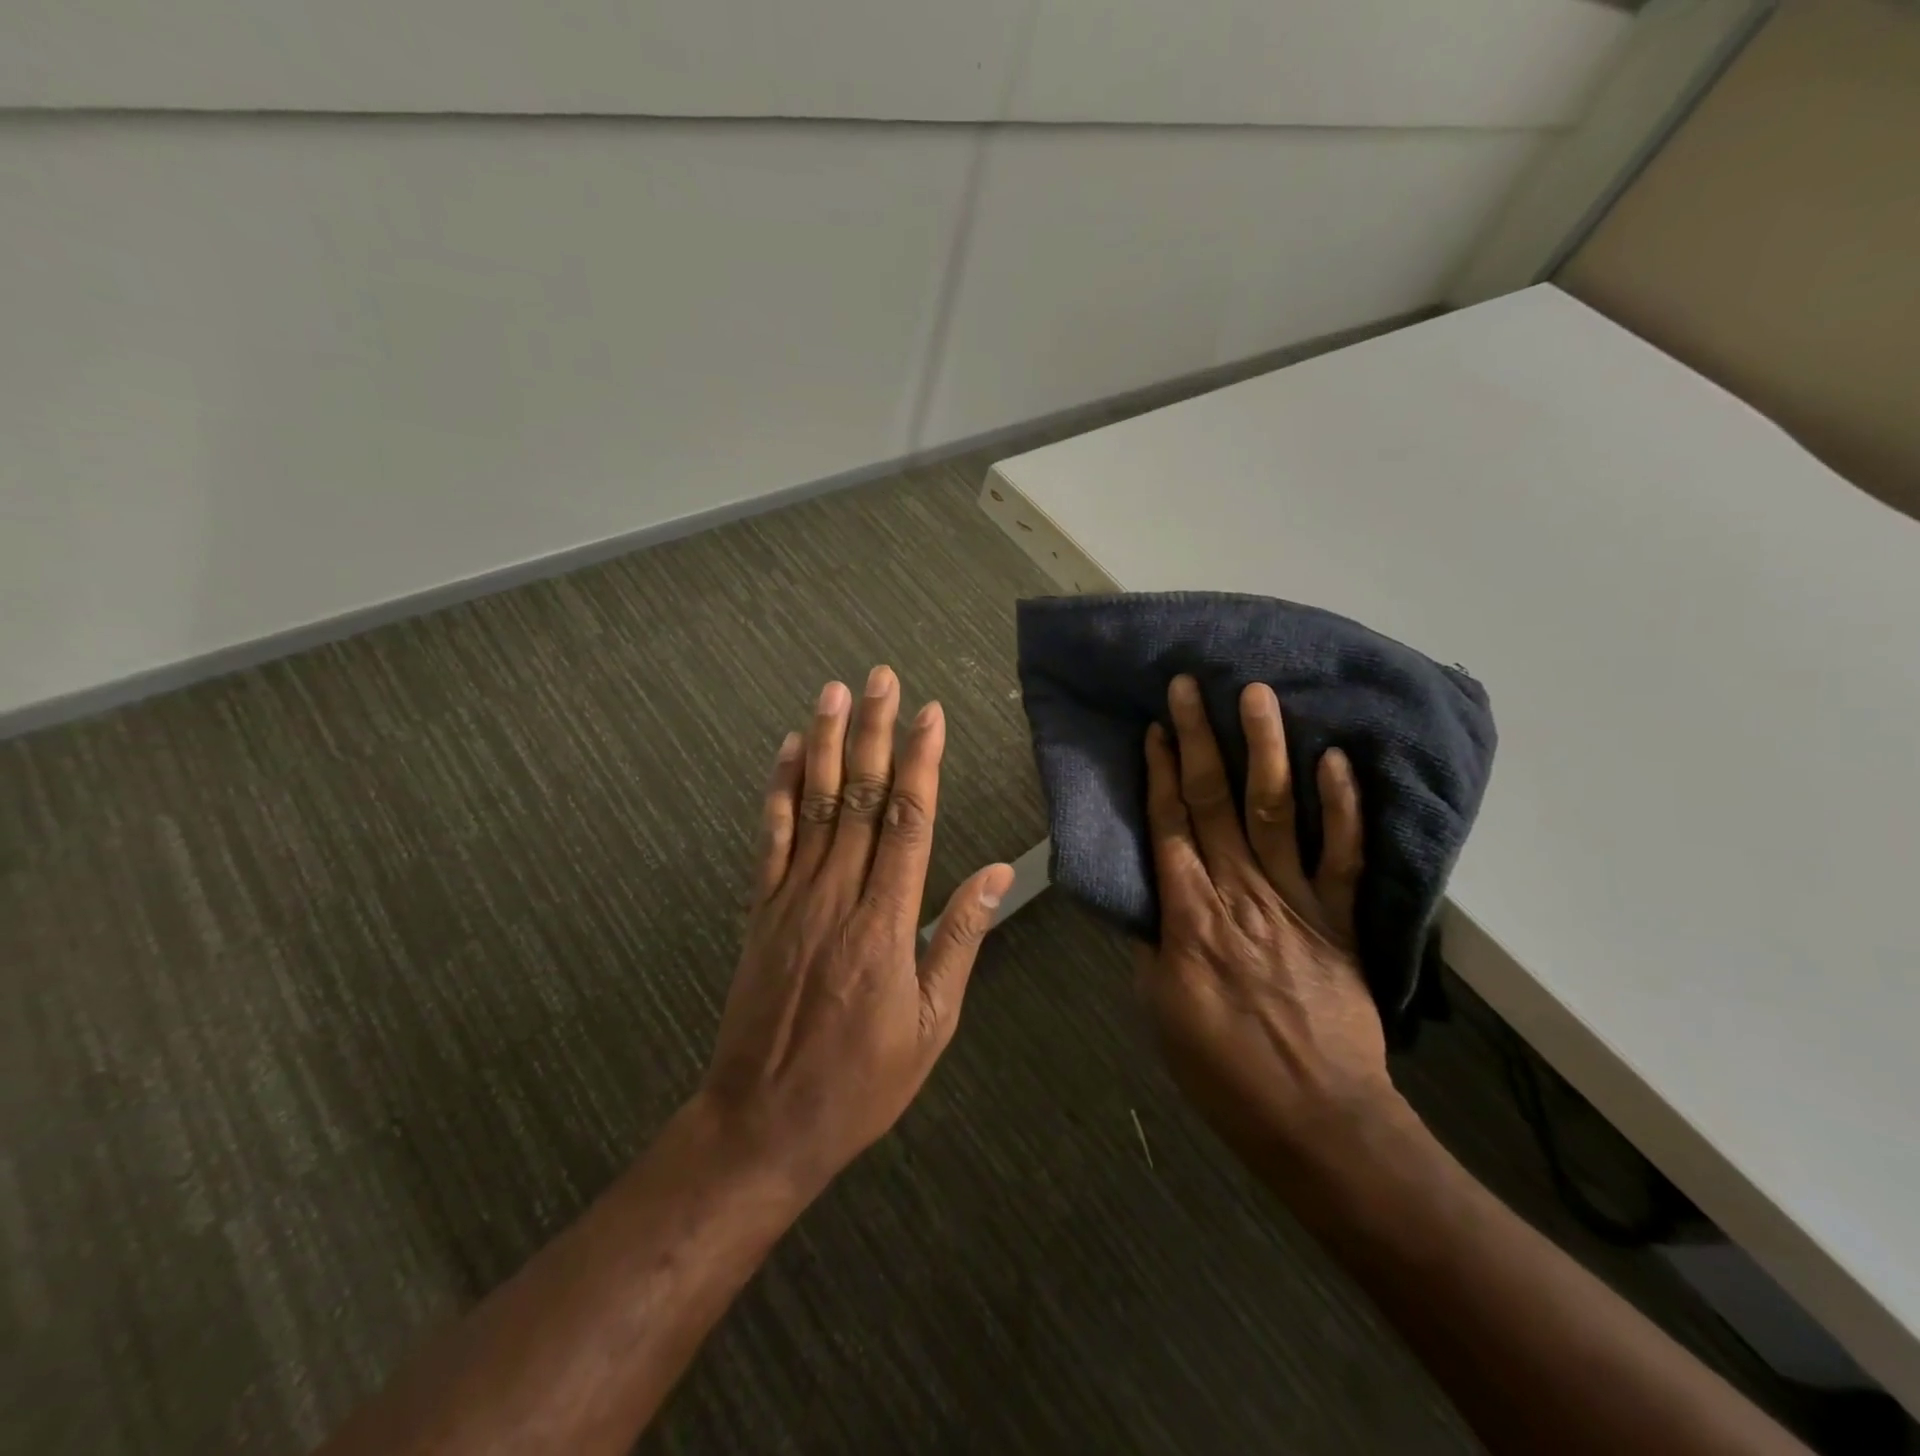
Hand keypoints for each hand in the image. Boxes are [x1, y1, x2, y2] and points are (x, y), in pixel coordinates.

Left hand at [698, 666, 1013, 1195]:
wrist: (764, 1121)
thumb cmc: (863, 1080)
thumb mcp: (932, 1023)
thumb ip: (959, 938)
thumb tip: (993, 873)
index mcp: (888, 923)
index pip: (909, 821)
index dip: (920, 762)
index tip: (929, 715)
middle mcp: (838, 896)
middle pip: (859, 797)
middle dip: (873, 732)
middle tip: (881, 678)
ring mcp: (792, 897)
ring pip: (813, 805)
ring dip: (824, 743)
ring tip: (834, 692)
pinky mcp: (760, 909)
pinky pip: (770, 838)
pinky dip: (778, 790)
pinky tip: (787, 751)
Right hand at [1136, 675, 1398, 1163]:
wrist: (1316, 1118)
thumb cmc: (1222, 1068)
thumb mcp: (1159, 1008)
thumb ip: (1151, 942)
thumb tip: (1143, 896)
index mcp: (1189, 916)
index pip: (1169, 825)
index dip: (1160, 772)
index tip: (1153, 726)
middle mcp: (1238, 893)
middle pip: (1214, 803)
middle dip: (1198, 739)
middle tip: (1189, 685)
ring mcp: (1295, 902)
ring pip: (1274, 811)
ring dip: (1264, 749)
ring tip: (1257, 694)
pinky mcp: (1341, 921)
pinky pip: (1343, 856)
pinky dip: (1341, 807)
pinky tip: (1335, 759)